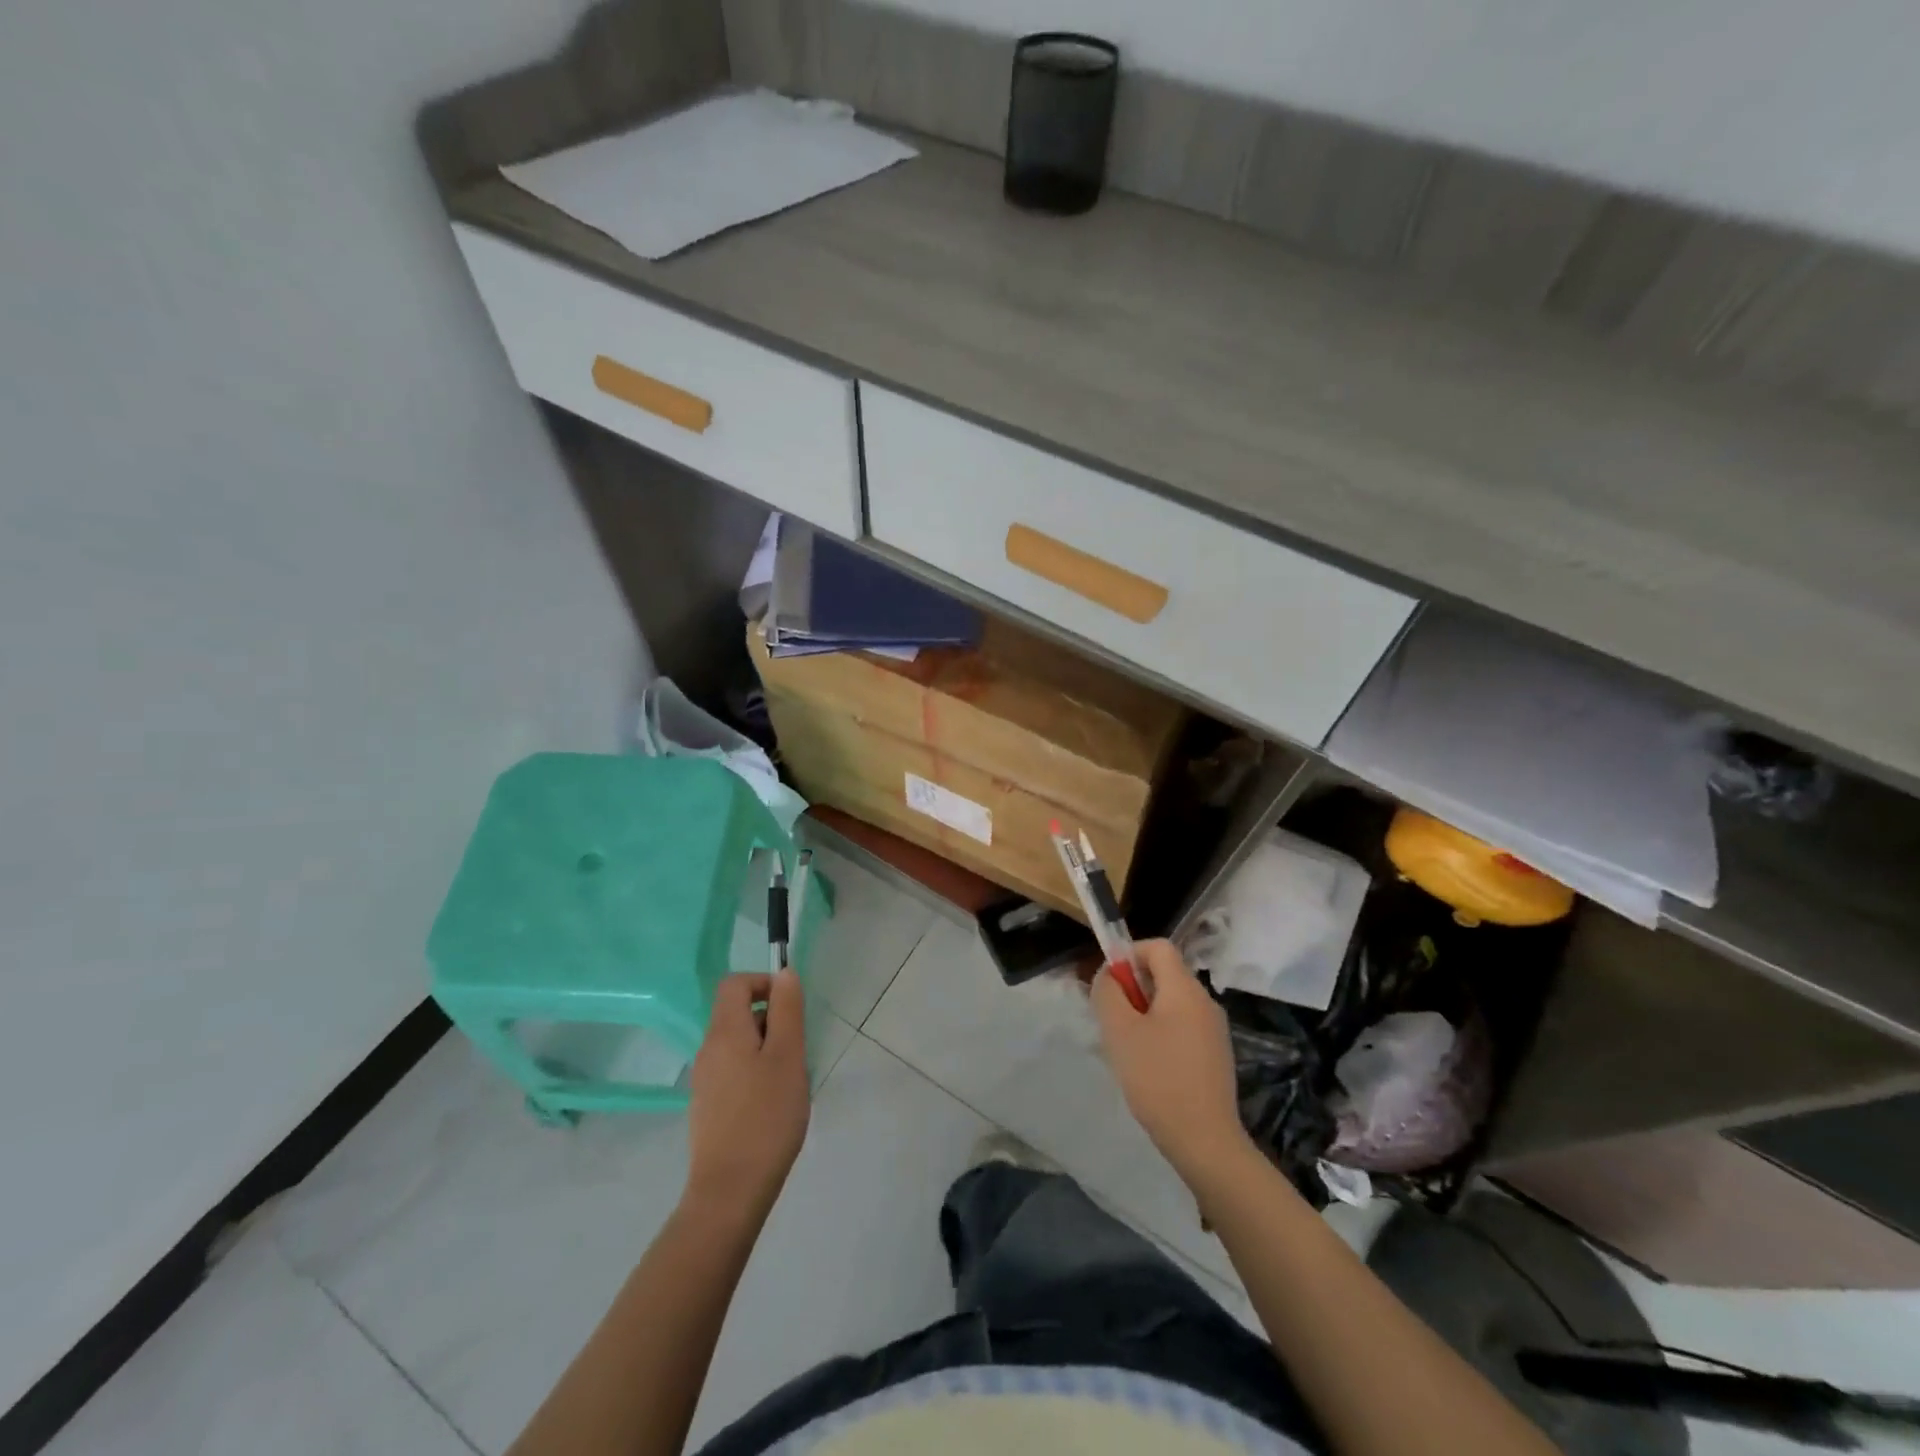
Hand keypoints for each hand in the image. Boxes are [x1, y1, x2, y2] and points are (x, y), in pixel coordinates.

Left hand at [685, 970, 809, 1221]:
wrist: (730, 1190)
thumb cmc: (766, 1116)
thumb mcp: (788, 1056)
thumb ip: (786, 1010)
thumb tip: (783, 974)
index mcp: (724, 1032)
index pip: (734, 983)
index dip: (763, 983)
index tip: (790, 1006)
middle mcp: (708, 1050)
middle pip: (736, 1013)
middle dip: (771, 1019)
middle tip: (797, 1049)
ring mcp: (704, 1080)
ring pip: (738, 1043)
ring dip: (766, 1047)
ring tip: (789, 1079)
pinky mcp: (708, 1106)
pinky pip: (733, 1070)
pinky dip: (755, 1071)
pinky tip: (773, 1103)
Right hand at [1092, 940, 1253, 1187]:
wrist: (1205, 1141)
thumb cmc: (1158, 1079)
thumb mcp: (1120, 1031)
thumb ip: (1109, 992)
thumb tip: (1109, 975)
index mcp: (1185, 989)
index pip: (1157, 946)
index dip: (1129, 954)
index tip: (1110, 984)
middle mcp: (1205, 1001)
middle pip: (1164, 974)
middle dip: (1133, 989)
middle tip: (1112, 1021)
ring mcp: (1214, 1030)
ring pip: (1171, 1003)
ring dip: (1144, 1014)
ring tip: (1128, 1049)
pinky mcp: (1216, 1055)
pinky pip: (1182, 1027)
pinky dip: (1161, 1034)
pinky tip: (1149, 1068)